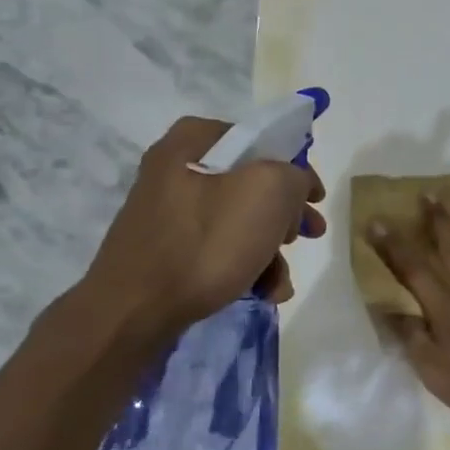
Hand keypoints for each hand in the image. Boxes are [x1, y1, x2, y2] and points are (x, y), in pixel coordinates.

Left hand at [82, 116, 324, 332]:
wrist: (133, 310)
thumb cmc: (205, 242)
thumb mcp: (268, 192)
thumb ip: (294, 175)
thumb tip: (291, 187)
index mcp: (195, 139)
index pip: (262, 140)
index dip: (297, 168)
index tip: (315, 200)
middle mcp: (177, 166)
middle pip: (252, 183)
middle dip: (285, 216)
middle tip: (306, 236)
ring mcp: (168, 209)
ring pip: (238, 219)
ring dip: (269, 250)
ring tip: (280, 283)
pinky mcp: (165, 247)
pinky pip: (216, 246)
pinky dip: (244, 266)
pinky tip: (261, 292)